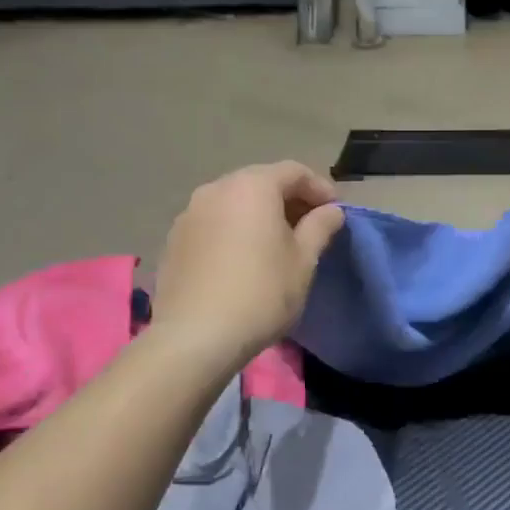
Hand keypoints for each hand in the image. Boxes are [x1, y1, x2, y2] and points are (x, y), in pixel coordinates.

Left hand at [152, 161, 344, 365]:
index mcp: (252, 186)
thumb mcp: (303, 261)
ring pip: (233, 202)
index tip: (335, 212)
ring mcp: (189, 214)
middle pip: (260, 182)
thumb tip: (331, 210)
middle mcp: (216, 189)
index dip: (319, 188)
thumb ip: (320, 227)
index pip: (293, 172)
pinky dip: (234, 229)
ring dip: (259, 214)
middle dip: (288, 199)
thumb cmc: (261, 293)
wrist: (195, 337)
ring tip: (276, 243)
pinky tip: (243, 259)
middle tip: (309, 226)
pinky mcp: (173, 240)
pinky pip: (213, 223)